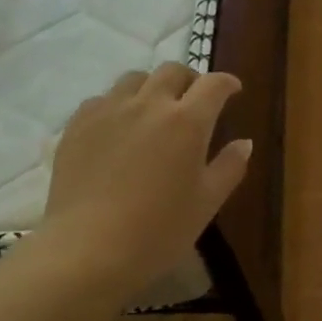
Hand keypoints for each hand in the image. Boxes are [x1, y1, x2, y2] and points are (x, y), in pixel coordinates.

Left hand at [39, 63, 252, 291]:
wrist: (89, 249)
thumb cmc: (160, 230)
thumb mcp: (208, 202)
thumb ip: (230, 167)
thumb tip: (244, 143)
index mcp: (187, 122)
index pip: (213, 85)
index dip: (227, 83)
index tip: (233, 90)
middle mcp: (148, 105)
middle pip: (171, 72)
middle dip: (190, 79)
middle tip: (195, 99)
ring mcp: (108, 111)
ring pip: (134, 79)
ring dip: (152, 87)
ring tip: (154, 110)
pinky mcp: (77, 126)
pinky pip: (102, 100)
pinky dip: (119, 105)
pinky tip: (119, 128)